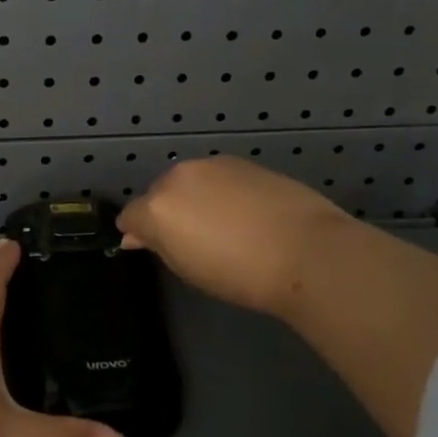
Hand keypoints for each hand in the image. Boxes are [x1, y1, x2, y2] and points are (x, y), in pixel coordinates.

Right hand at [117, 157, 348, 319]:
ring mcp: (212, 165)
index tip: (152, 248)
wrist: (307, 251)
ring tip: (223, 227)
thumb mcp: (189, 270)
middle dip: (167, 212)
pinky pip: (218, 177)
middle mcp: (178, 177)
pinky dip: (222, 192)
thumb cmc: (240, 275)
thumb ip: (158, 244)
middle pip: (158, 193)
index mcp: (157, 206)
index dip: (138, 233)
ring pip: (190, 182)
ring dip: (195, 198)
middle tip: (192, 241)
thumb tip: (137, 235)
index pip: (130, 216)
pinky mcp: (242, 162)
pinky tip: (245, 214)